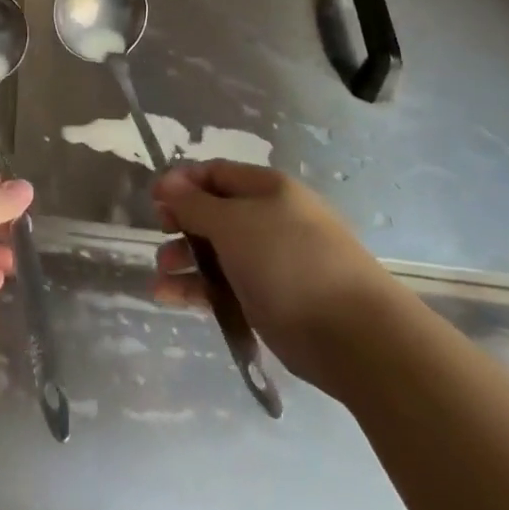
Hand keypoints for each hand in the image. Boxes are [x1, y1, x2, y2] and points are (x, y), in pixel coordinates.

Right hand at [152, 161, 397, 393]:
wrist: (354, 336)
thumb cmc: (288, 262)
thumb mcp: (232, 223)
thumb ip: (194, 203)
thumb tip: (167, 182)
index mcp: (268, 189)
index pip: (216, 173)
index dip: (182, 182)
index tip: (154, 201)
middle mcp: (270, 219)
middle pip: (215, 213)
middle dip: (181, 223)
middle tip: (160, 236)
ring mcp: (272, 262)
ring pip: (218, 253)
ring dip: (184, 260)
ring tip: (160, 277)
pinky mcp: (271, 300)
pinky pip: (226, 286)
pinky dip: (198, 290)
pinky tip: (170, 298)